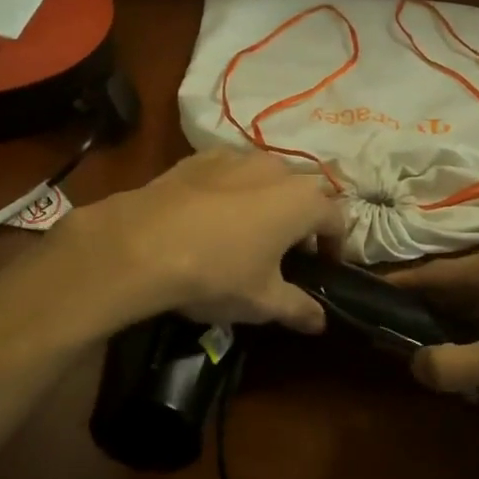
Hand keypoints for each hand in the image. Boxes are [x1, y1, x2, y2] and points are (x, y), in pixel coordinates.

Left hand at [67, 149, 343, 332]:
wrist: (142, 243)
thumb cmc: (217, 273)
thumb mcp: (263, 301)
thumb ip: (298, 308)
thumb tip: (320, 321)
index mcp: (302, 200)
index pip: (337, 218)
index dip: (335, 244)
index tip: (323, 267)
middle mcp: (276, 168)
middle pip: (304, 190)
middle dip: (303, 218)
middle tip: (287, 251)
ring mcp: (237, 157)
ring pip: (266, 176)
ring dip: (268, 200)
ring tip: (249, 232)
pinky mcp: (200, 157)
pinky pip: (230, 172)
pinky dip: (233, 190)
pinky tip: (212, 216)